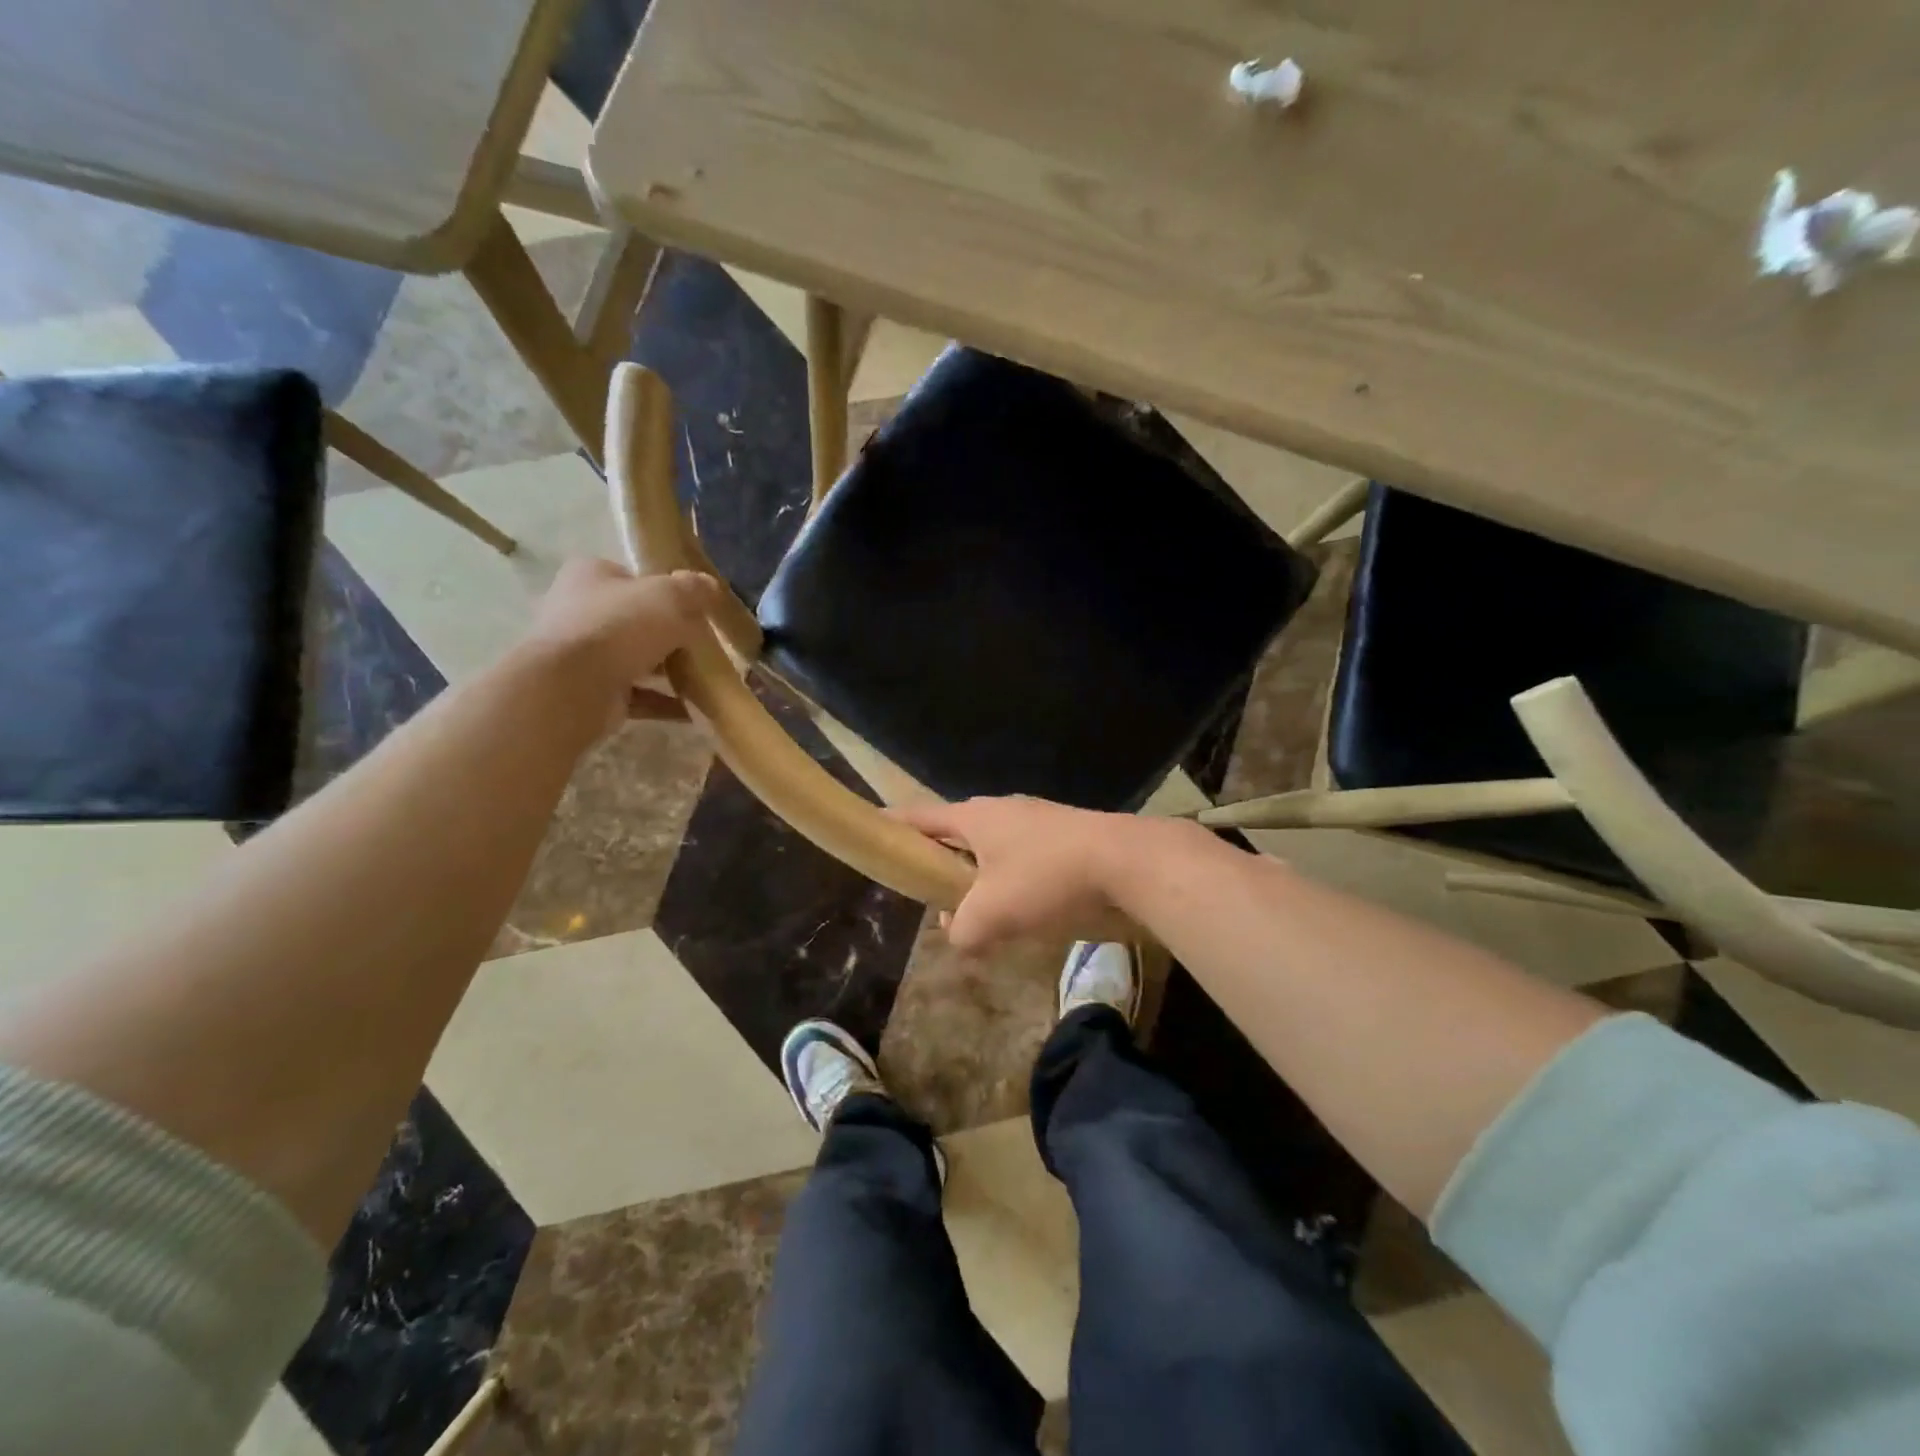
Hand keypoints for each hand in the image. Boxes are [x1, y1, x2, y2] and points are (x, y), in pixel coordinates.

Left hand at [525, 558, 719, 725]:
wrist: (573, 687)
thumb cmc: (620, 627)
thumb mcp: (669, 596)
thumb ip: (693, 589)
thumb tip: (710, 586)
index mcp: (590, 576)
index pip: (631, 578)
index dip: (663, 591)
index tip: (692, 610)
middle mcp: (579, 611)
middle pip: (634, 620)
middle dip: (668, 635)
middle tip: (701, 646)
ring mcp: (582, 654)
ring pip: (635, 659)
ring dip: (668, 671)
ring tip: (704, 681)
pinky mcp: (591, 691)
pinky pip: (636, 695)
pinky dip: (663, 702)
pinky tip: (693, 710)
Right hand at [894, 796, 1151, 952]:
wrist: (1128, 863)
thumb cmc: (1047, 879)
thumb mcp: (992, 914)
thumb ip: (961, 929)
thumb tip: (957, 933)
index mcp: (975, 816)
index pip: (920, 816)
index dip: (893, 825)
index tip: (872, 830)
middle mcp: (1002, 809)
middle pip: (957, 832)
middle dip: (940, 860)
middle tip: (928, 891)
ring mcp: (1037, 820)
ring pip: (993, 848)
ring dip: (980, 876)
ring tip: (977, 911)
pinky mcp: (1066, 837)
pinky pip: (1023, 857)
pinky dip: (1012, 881)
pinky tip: (1023, 910)